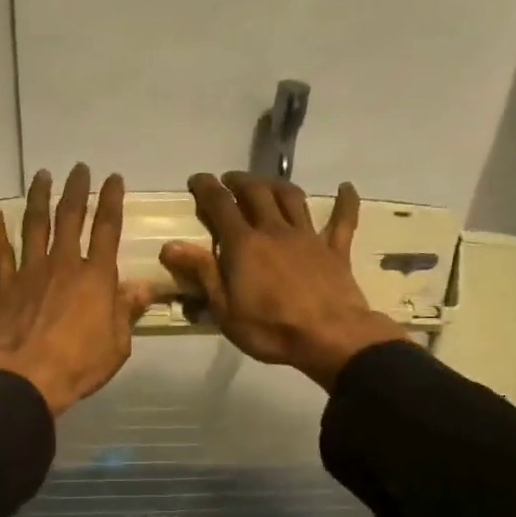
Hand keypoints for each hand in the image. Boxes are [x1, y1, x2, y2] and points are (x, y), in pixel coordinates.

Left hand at [0, 165, 156, 416]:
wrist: (26, 377)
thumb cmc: (79, 365)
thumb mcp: (117, 344)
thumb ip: (127, 311)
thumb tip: (145, 286)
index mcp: (96, 277)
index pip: (107, 229)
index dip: (112, 201)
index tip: (114, 179)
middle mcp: (64, 264)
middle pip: (70, 217)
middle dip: (76, 189)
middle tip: (79, 168)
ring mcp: (30, 271)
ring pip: (35, 225)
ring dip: (39, 197)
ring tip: (42, 176)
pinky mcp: (3, 285)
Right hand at [161, 172, 408, 390]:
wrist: (329, 337)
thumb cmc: (270, 329)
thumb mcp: (225, 309)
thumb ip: (201, 273)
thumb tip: (170, 246)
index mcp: (244, 245)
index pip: (220, 206)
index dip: (206, 188)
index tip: (197, 179)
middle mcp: (275, 230)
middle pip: (256, 193)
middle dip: (239, 181)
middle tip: (229, 180)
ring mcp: (308, 237)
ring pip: (292, 198)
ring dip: (276, 185)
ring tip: (267, 184)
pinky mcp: (335, 249)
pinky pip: (343, 220)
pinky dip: (344, 201)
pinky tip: (345, 187)